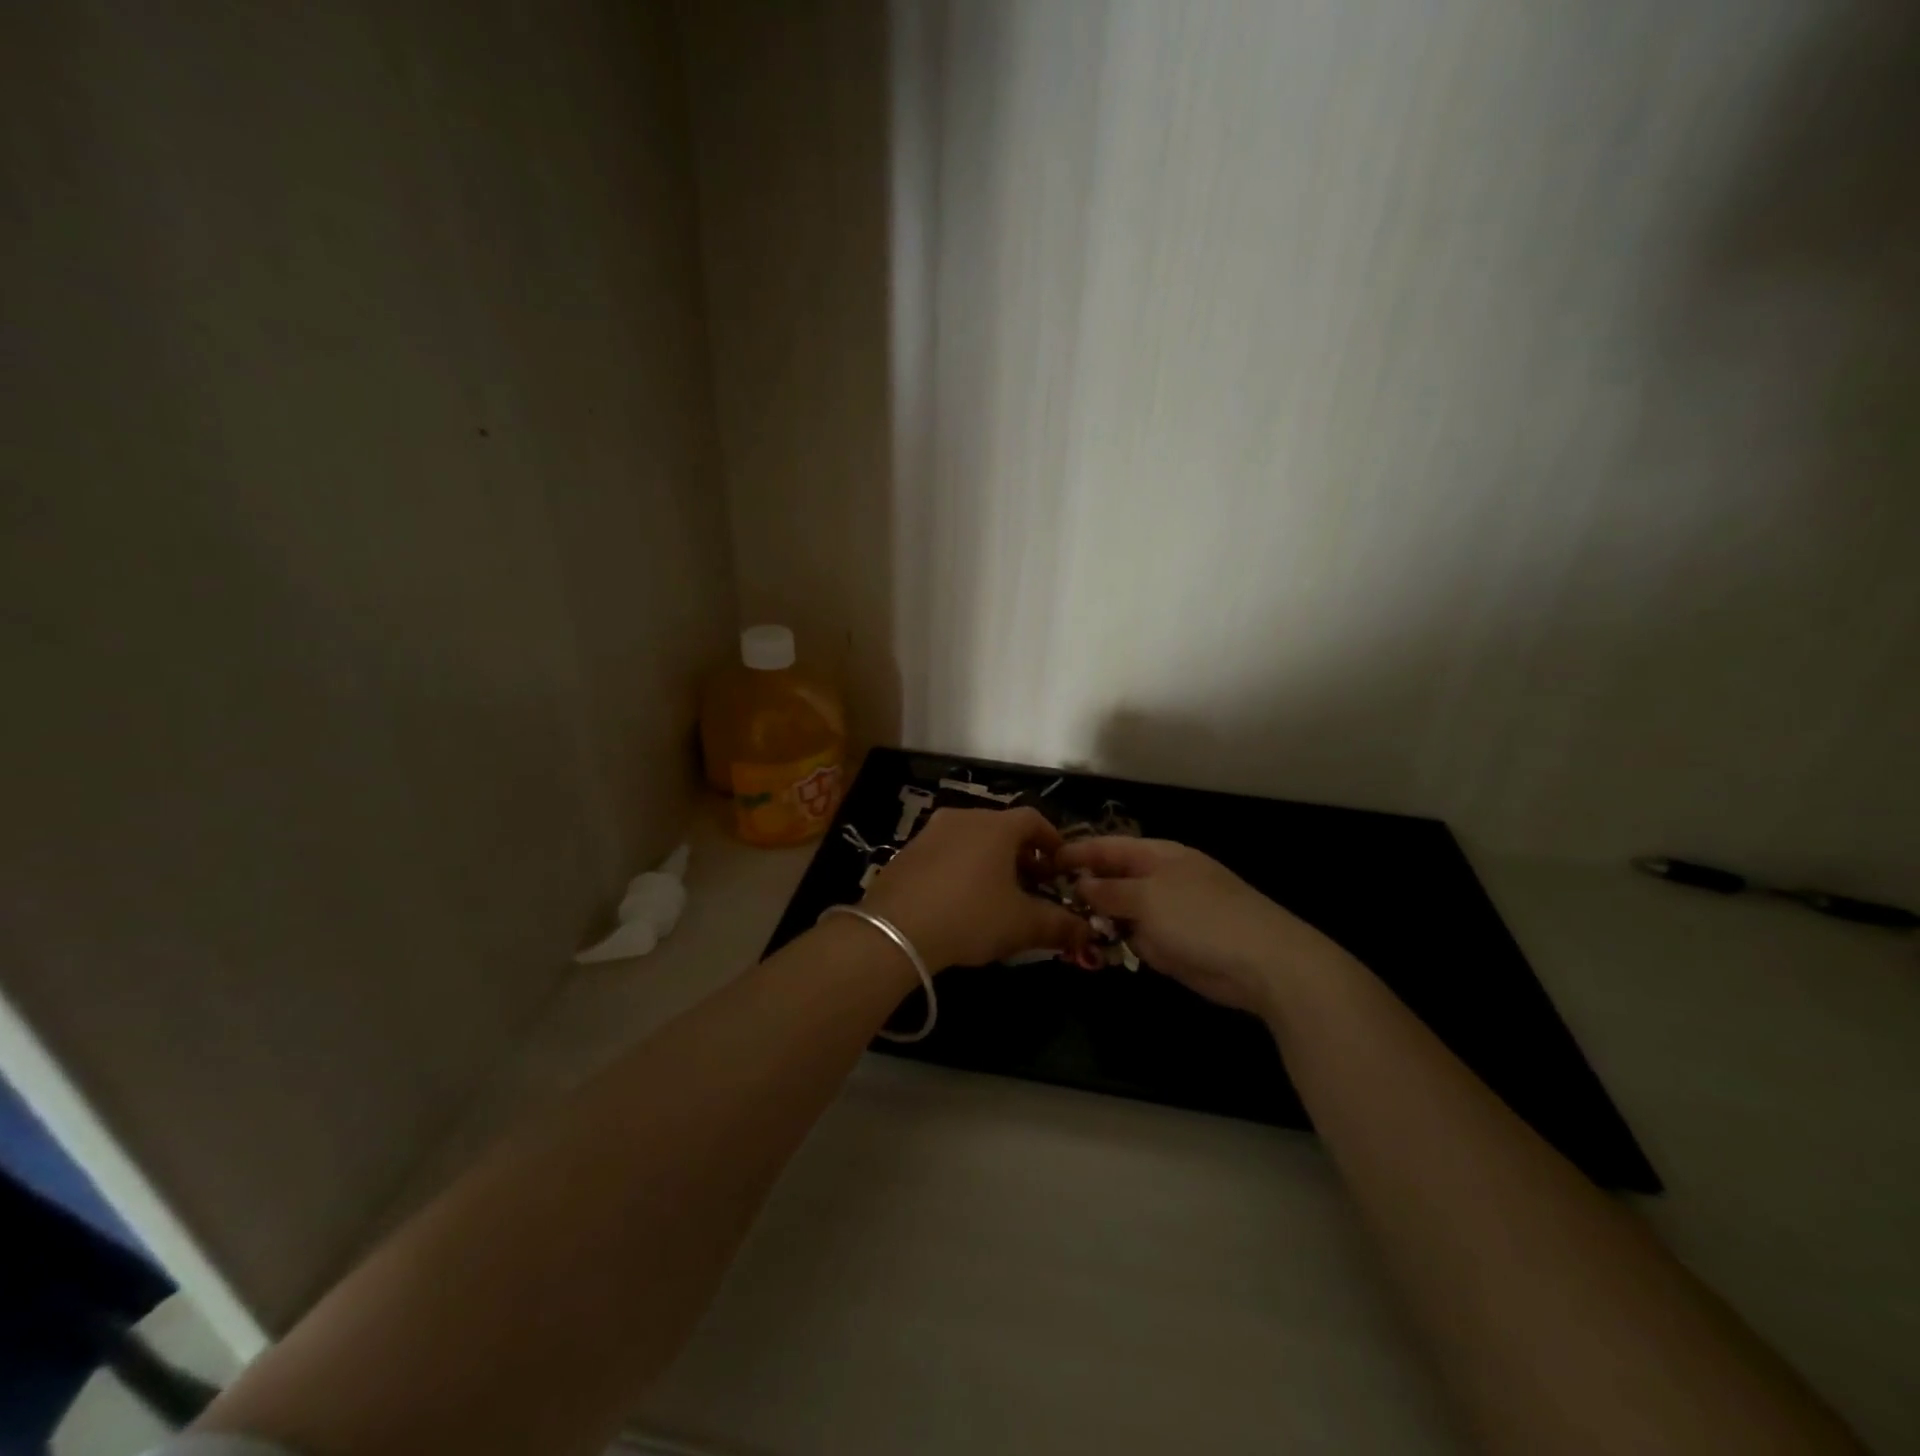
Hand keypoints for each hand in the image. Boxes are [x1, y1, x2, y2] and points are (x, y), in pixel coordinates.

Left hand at [863, 807, 1092, 970]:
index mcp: (996, 826)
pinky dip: (961, 867)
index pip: (1034, 819)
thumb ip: (1058, 925)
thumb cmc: (969, 916)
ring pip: (972, 839)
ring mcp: (930, 832)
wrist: (894, 930)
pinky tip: (960, 899)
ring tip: (997, 894)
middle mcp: (963, 818)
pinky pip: (945, 852)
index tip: (1060, 865)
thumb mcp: (1021, 925)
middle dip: (1022, 854)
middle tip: (1033, 884)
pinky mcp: (907, 852)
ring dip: (990, 860)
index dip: (1052, 840)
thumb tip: (1087, 932)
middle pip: (1002, 828)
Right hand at [1054, 837, 1351, 1018]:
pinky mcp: (1171, 946)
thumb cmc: (1201, 917)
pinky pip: (1134, 939)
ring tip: (1063, 931)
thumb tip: (1080, 884)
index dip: (1076, 852)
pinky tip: (1093, 952)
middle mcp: (1159, 880)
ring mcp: (1166, 914)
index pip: (1107, 847)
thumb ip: (1109, 890)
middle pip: (1111, 880)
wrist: (1262, 963)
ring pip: (1119, 912)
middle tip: (1044, 903)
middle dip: (1082, 890)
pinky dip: (1116, 944)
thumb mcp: (1147, 897)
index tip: (1041, 862)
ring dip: (1096, 922)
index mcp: (1157, 855)